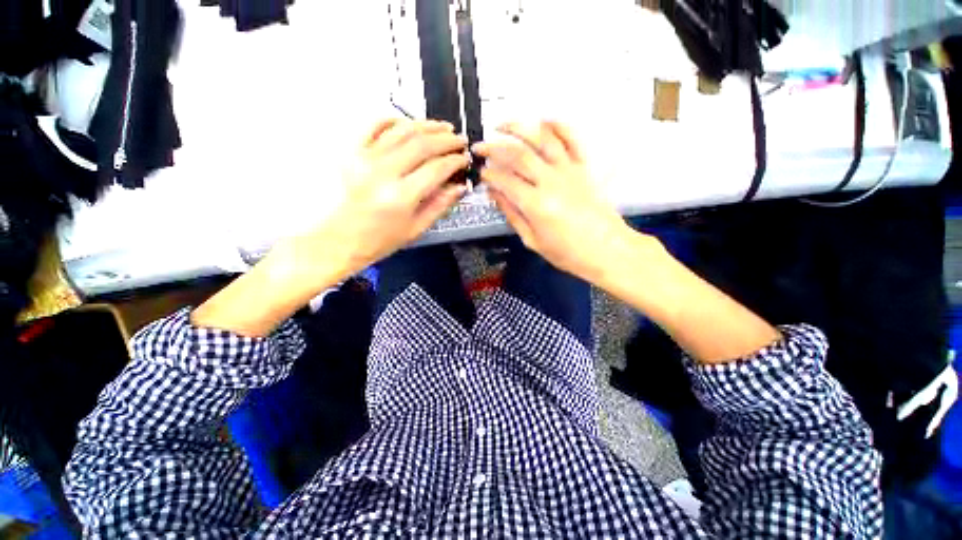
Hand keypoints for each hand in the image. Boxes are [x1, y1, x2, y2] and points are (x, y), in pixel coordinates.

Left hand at [316, 118, 470, 273]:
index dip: (455, 161)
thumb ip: (440, 205)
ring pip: (402, 130)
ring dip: (426, 125)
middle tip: (460, 140)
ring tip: (443, 127)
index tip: (465, 159)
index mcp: (401, 196)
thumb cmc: (380, 240)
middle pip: (421, 144)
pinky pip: (374, 126)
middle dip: (446, 139)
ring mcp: (365, 158)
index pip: (436, 169)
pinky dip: (394, 120)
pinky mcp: (352, 152)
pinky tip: (409, 123)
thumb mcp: (416, 229)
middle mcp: (383, 171)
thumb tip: (460, 186)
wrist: (339, 240)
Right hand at [473, 122, 633, 282]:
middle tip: (479, 148)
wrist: (607, 250)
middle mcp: (550, 181)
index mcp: (536, 204)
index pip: (505, 180)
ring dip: (519, 128)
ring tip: (502, 125)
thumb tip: (495, 195)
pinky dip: (558, 125)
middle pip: (518, 155)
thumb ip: (512, 215)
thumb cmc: (568, 253)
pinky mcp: (584, 167)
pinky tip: (543, 120)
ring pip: (542, 139)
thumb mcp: (533, 241)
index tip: (481, 174)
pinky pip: (572, 139)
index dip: (488, 175)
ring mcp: (569, 171)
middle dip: (494, 148)